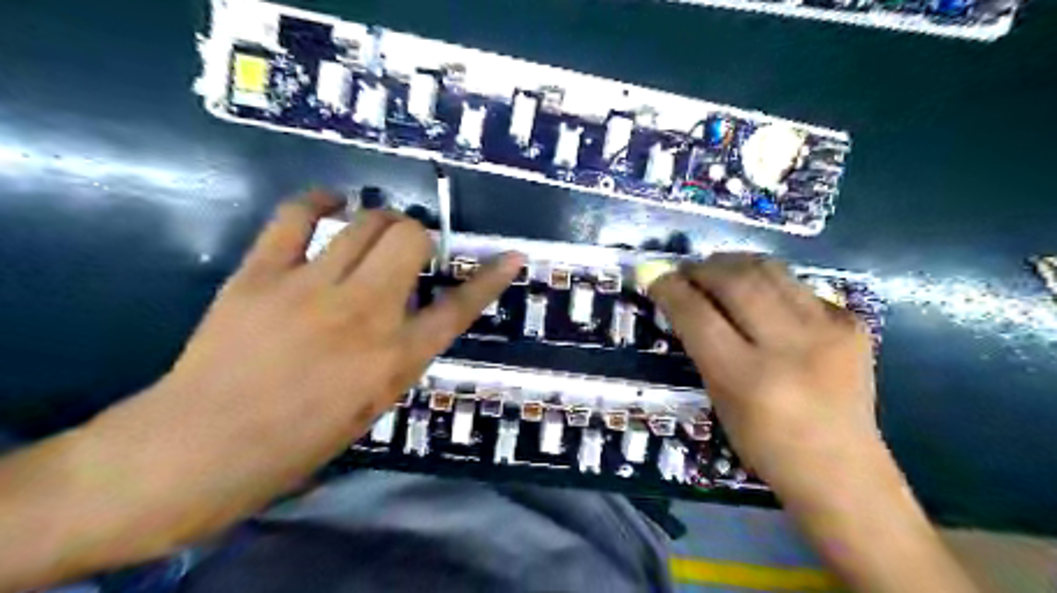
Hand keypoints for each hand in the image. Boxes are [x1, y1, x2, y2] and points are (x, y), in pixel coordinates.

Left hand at [79, 192, 522, 555]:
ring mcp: (312, 287)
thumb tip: (411, 313)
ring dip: (379, 220)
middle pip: (410, 238)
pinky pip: (296, 216)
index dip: (490, 278)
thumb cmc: (300, 439)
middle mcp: (366, 313)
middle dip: (418, 236)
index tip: (510, 255)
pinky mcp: (262, 274)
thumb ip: (401, 352)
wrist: (205, 446)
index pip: (460, 307)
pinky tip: (330, 203)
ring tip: (372, 231)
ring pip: (365, 221)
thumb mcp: (374, 402)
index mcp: (397, 357)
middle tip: (407, 250)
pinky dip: (319, 201)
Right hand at [650, 256, 881, 490]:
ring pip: (769, 270)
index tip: (657, 279)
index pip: (698, 316)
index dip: (671, 290)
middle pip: (735, 281)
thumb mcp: (720, 398)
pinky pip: (797, 286)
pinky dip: (768, 282)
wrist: (842, 467)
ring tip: (717, 269)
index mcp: (748, 379)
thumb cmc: (765, 444)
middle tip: (687, 271)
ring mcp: (828, 331)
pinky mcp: (852, 323)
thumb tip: (681, 299)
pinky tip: (760, 295)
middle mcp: (790, 348)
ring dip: (733, 263)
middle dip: (702, 268)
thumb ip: (702, 346)